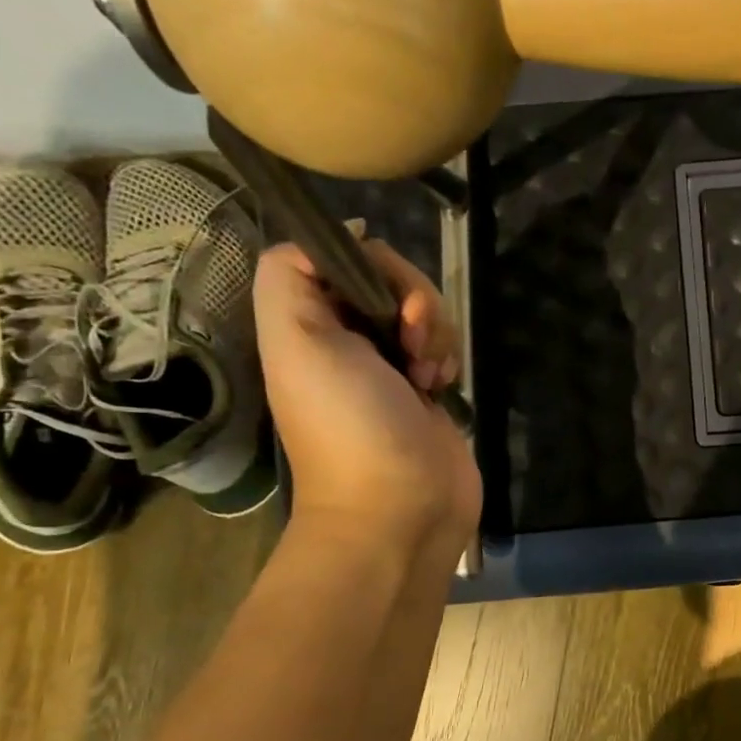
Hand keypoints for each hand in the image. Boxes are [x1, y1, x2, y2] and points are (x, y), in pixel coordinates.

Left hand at [252, 226, 480, 552]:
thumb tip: (346, 234)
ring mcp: (392, 365)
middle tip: (413, 344)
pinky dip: (450, 358)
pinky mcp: (429, 390)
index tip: (389, 301)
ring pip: (427, 311)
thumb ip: (290, 274)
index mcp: (308, 322)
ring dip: (437, 334)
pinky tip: (442, 388)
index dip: (374, 267)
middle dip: (416, 301)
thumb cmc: (350, 424)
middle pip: (392, 279)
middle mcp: (348, 337)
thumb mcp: (296, 341)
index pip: (343, 257)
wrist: (400, 507)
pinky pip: (446, 346)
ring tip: (428, 378)